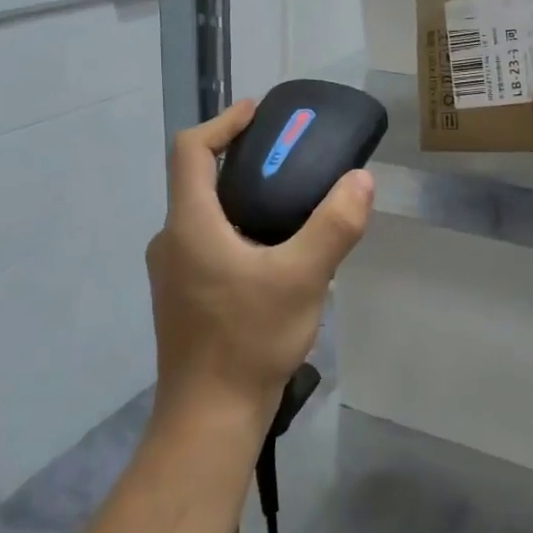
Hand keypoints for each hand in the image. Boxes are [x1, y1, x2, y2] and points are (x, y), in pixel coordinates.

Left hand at [145, 99, 374, 427]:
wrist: (209, 419)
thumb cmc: (249, 341)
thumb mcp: (304, 278)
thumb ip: (335, 225)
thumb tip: (361, 179)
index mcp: (189, 224)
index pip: (190, 150)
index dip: (222, 122)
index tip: (258, 113)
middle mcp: (171, 240)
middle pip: (198, 179)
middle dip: (241, 159)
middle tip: (288, 157)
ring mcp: (172, 272)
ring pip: (205, 215)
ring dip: (242, 197)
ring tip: (290, 202)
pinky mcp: (183, 297)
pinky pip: (208, 244)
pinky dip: (238, 230)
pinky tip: (276, 254)